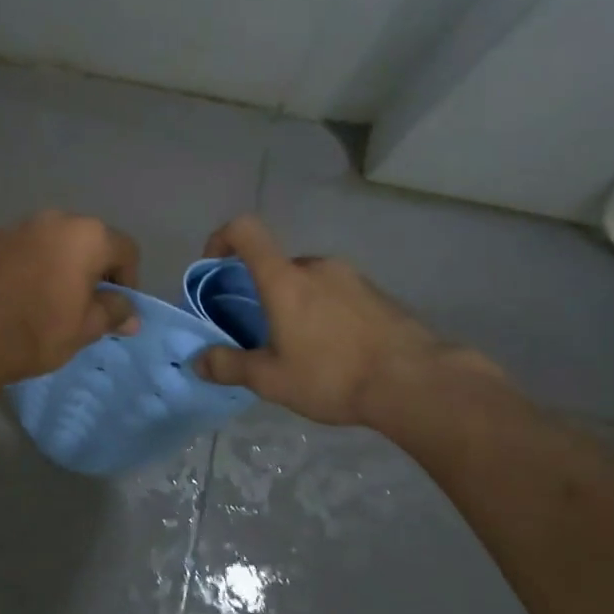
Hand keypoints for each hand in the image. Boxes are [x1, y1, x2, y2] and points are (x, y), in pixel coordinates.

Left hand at [0, 210, 140, 386]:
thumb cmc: (41, 331)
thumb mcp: (86, 328)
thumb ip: (113, 312)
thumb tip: (130, 314)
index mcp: (88, 236)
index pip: (125, 250)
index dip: (128, 280)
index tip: (115, 307)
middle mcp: (56, 219)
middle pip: (88, 239)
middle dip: (93, 267)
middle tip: (85, 301)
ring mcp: (19, 225)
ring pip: (53, 240)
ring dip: (60, 261)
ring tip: (51, 294)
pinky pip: (24, 246)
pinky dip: (30, 261)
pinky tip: (21, 290)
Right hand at [194, 216, 502, 427]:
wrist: (416, 383)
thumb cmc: (332, 375)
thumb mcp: (271, 379)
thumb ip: (229, 366)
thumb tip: (197, 361)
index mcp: (285, 279)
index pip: (245, 231)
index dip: (221, 238)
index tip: (213, 265)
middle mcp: (317, 267)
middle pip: (277, 265)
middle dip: (263, 292)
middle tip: (262, 333)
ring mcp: (352, 278)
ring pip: (309, 282)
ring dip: (297, 305)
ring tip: (302, 350)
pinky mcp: (379, 295)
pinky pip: (338, 294)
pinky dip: (326, 313)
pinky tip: (337, 353)